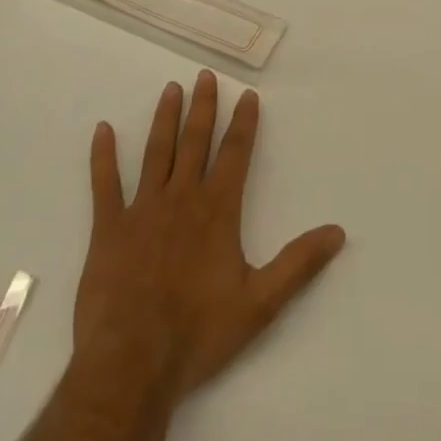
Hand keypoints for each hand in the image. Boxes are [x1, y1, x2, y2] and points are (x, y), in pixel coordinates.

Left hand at [74, 71, 345, 398]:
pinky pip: (105, 184)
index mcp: (217, 210)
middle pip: (196, 141)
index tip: (248, 95)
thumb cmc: (198, 333)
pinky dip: (103, 156)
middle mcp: (182, 197)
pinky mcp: (108, 228)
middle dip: (204, 107)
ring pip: (157, 152)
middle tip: (205, 75)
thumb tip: (338, 232)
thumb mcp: (260, 303)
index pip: (235, 153)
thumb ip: (299, 263)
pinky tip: (102, 130)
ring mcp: (142, 209)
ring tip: (171, 89)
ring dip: (165, 118)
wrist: (132, 365)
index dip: (244, 123)